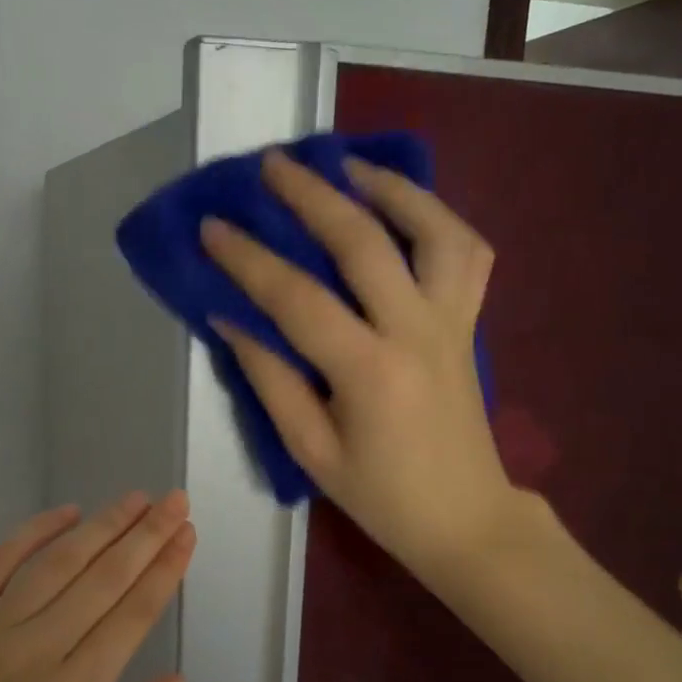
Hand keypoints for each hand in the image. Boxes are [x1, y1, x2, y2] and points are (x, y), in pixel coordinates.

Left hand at [0, 492, 193, 681]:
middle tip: (176, 501)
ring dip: (103, 525)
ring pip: (59, 562)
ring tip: (137, 500)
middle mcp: (34, 650)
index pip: (132, 616)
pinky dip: (34, 531)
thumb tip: (177, 680)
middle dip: (147, 535)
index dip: (165, 571)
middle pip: (103, 579)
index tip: (188, 536)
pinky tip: (68, 511)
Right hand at [201, 150, 534, 584]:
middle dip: (311, 195)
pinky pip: (468, 253)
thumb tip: (230, 319)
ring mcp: (452, 321)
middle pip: (364, 241)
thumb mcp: (310, 450)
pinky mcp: (469, 322)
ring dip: (392, 187)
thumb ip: (270, 379)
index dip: (248, 259)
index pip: (296, 297)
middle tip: (272, 163)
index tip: (212, 226)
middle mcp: (415, 331)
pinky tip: (406, 208)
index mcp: (368, 371)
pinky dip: (438, 218)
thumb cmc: (381, 495)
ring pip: (434, 230)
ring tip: (350, 164)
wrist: (466, 518)